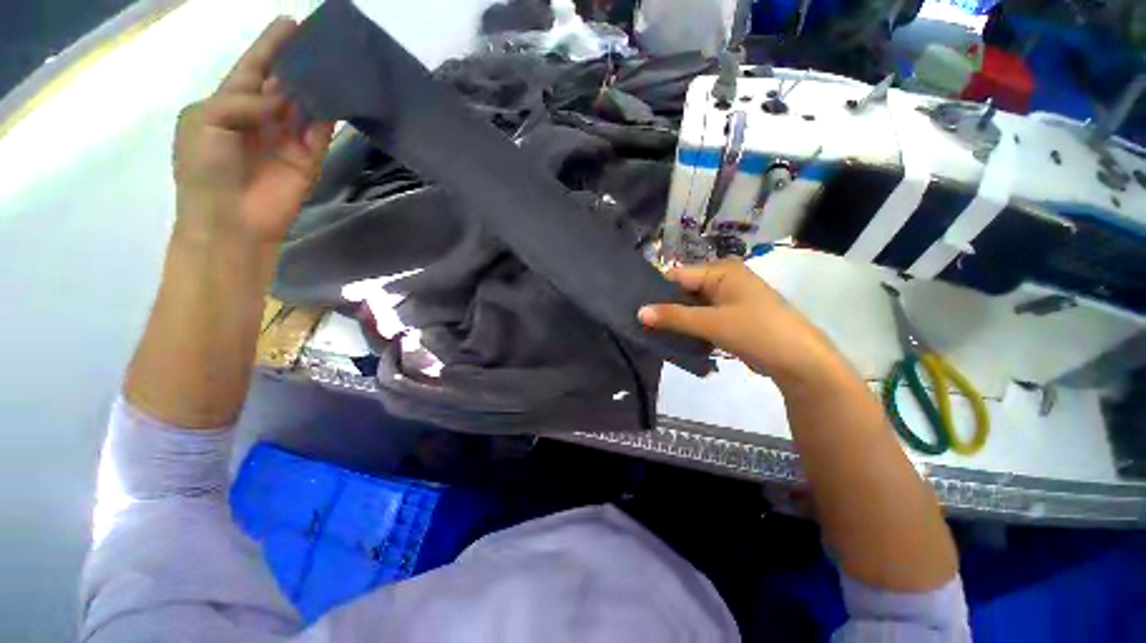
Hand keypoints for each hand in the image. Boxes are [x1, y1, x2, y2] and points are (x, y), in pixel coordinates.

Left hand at [173, 18, 333, 246]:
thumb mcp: (203, 123)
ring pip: (307, 104)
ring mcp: (287, 137)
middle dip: (300, 61)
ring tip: (336, 62)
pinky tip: (339, 96)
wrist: (231, 219)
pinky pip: (321, 130)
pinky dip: (329, 115)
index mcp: (229, 105)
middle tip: (322, 39)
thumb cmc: (204, 170)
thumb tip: (284, 100)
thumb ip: (240, 103)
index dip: (270, 45)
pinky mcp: (310, 157)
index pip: (253, 68)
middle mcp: (261, 116)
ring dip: (319, 86)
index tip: (291, 23)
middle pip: (285, 82)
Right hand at [638, 261, 845, 385]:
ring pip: (691, 307)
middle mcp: (723, 280)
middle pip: (684, 291)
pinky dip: (689, 328)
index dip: (656, 291)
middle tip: (640, 323)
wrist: (799, 361)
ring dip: (675, 320)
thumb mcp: (712, 323)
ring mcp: (727, 300)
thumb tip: (639, 312)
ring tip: (651, 332)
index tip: (634, 307)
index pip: (678, 275)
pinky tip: (672, 339)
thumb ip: (674, 317)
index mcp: (722, 271)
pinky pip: (702, 319)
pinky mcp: (730, 318)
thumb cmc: (756, 331)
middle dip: (664, 307)